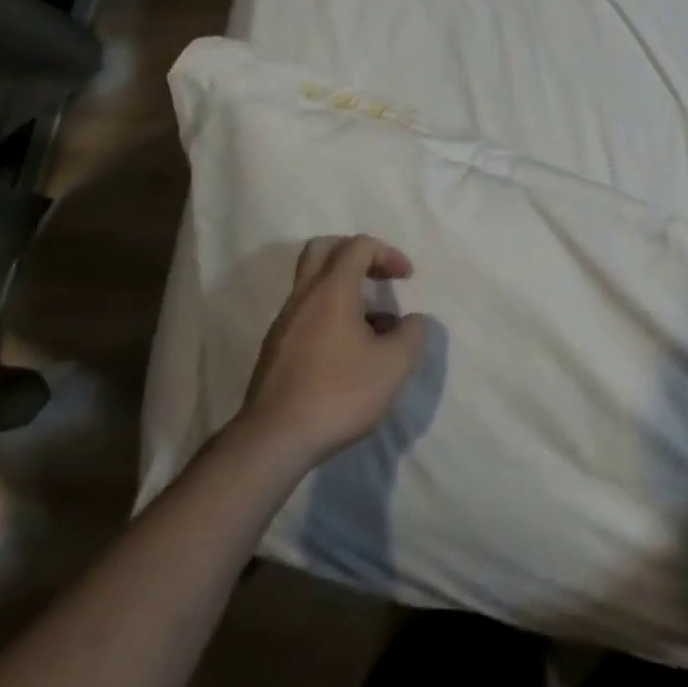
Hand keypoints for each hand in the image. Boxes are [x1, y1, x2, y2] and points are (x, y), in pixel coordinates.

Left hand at [241, 235, 427, 463]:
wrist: (274, 441)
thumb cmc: (339, 393)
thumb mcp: (394, 365)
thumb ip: (412, 334)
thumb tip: (413, 321)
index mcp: (332, 289)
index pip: (358, 245)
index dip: (387, 253)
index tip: (406, 278)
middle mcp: (304, 296)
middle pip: (324, 249)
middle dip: (355, 253)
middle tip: (377, 274)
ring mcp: (285, 322)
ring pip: (313, 283)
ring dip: (344, 289)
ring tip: (373, 325)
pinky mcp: (276, 349)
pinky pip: (306, 312)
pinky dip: (329, 315)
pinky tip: (348, 352)